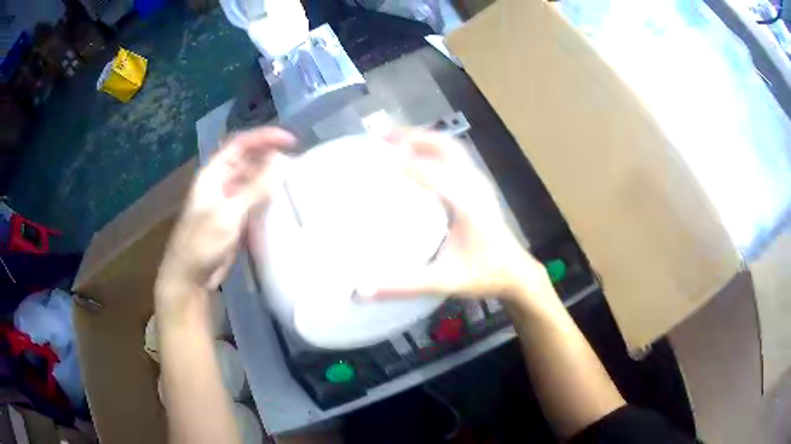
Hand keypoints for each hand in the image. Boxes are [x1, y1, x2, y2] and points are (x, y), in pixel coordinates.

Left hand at [155, 127, 295, 307]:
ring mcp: (228, 200)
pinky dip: (268, 196)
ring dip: (271, 176)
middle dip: (270, 155)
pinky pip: (255, 199)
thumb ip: (254, 190)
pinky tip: (283, 200)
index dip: (264, 137)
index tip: (291, 141)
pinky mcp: (235, 217)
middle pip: (248, 159)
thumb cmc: (202, 243)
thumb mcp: (227, 215)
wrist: (190, 276)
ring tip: (294, 177)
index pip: (240, 144)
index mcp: (213, 174)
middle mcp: (221, 182)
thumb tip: (280, 164)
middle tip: (296, 161)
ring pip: (253, 179)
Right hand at [362, 130, 551, 302]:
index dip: (403, 164)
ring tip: (392, 141)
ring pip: (451, 147)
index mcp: (468, 205)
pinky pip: (454, 156)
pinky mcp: (479, 186)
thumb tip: (363, 289)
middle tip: (380, 138)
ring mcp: (479, 182)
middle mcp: (474, 186)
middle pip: (444, 146)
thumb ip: (405, 285)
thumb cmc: (484, 275)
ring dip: (422, 139)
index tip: (372, 160)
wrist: (515, 271)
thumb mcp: (444, 281)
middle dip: (412, 136)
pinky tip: (415, 158)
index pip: (433, 173)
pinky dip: (431, 149)